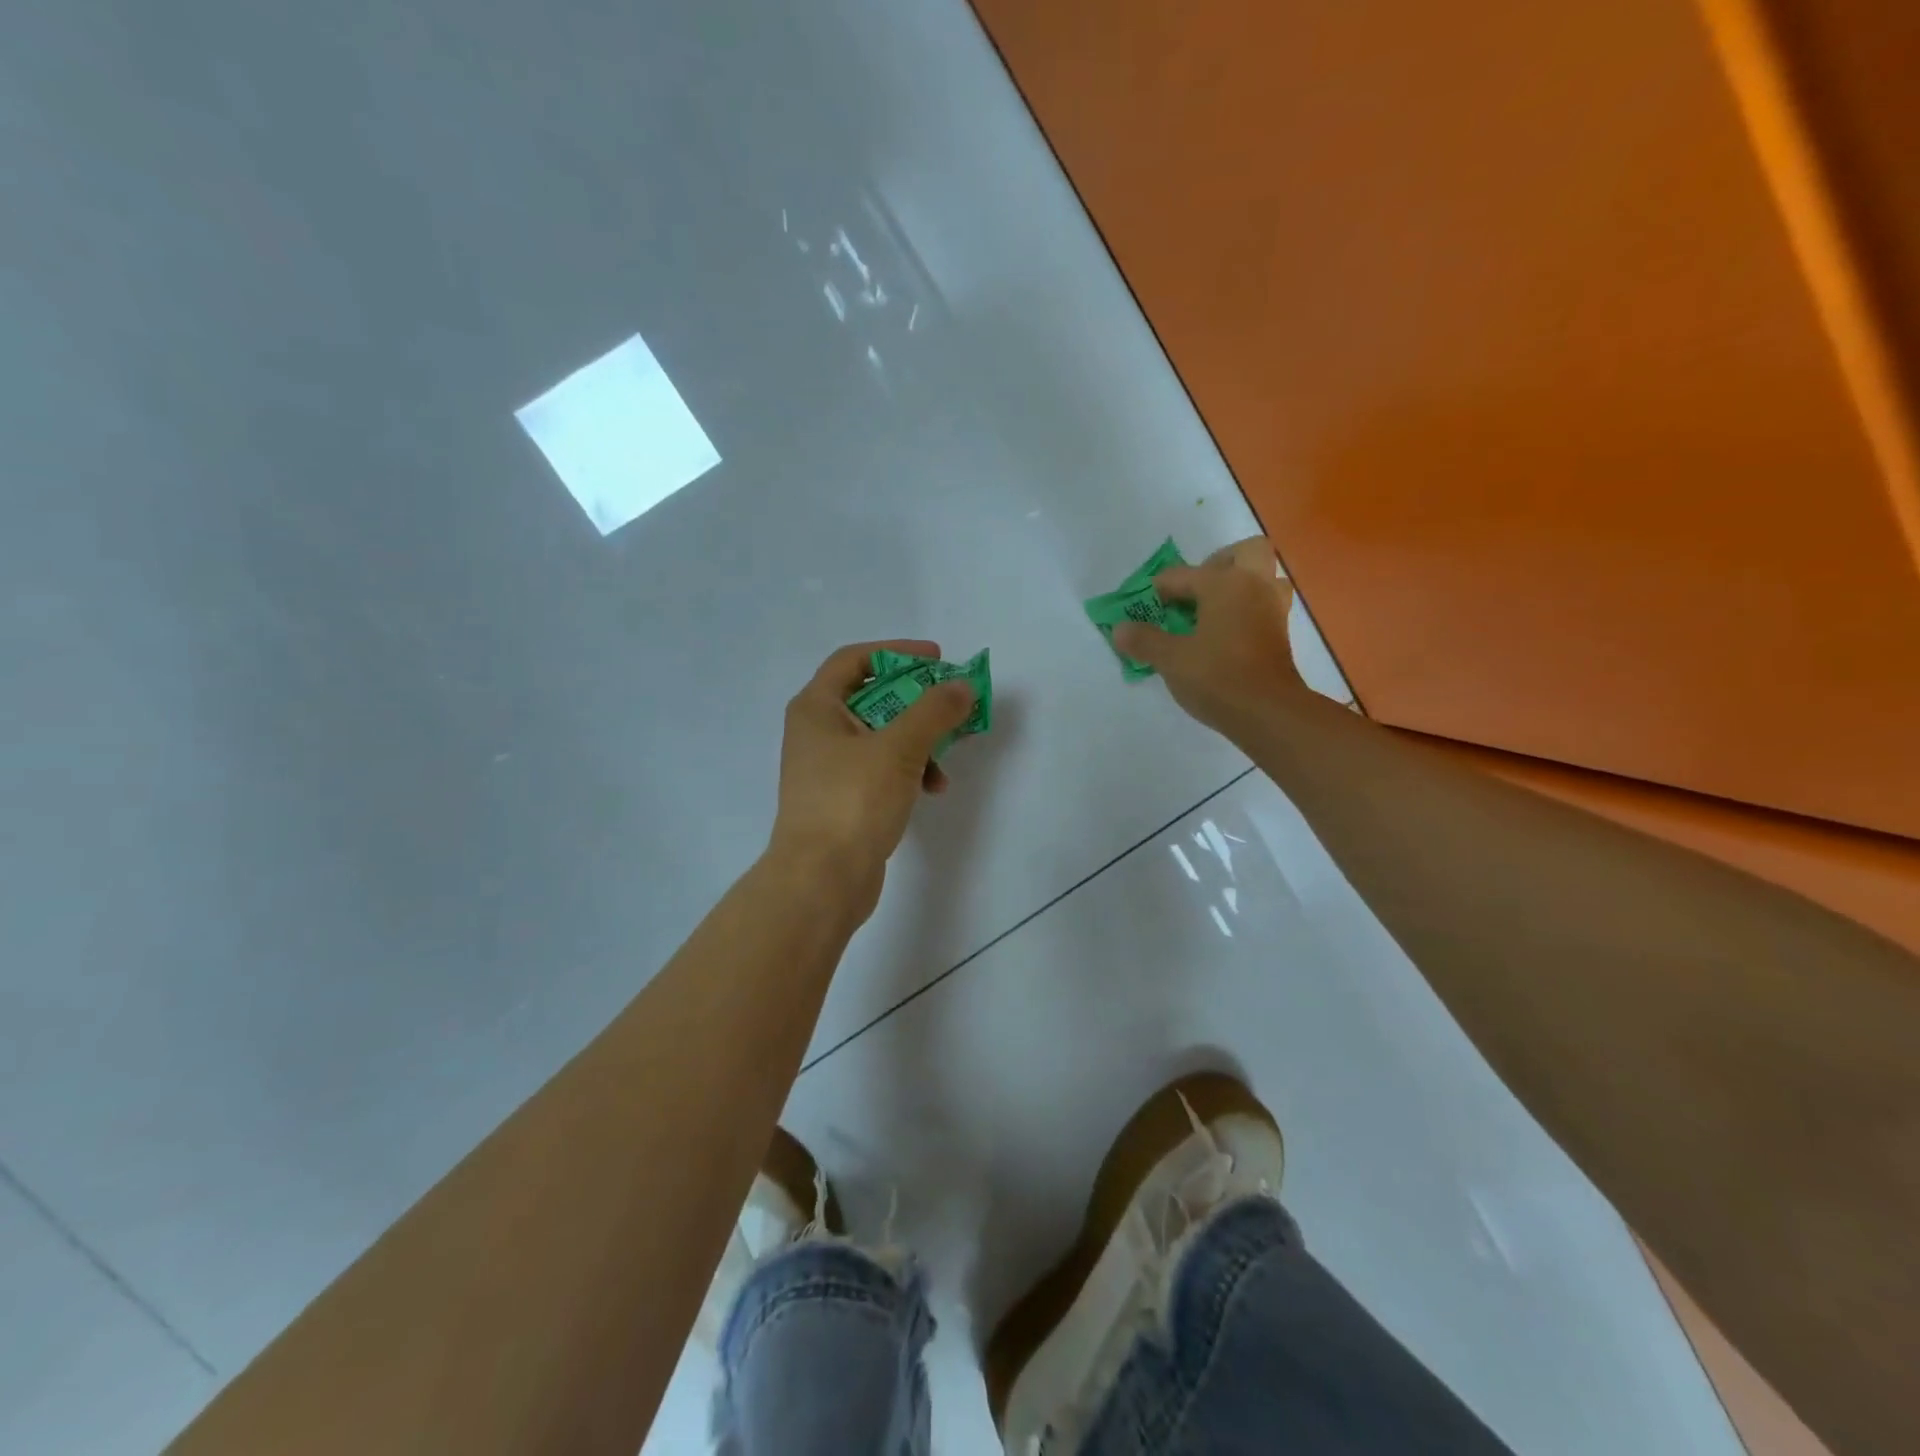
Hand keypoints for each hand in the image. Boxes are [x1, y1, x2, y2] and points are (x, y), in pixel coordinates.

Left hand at [766, 640, 975, 918]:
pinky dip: (908, 771)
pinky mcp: (843, 799)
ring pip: (882, 736)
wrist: (820, 881)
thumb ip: (934, 712)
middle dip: (917, 702)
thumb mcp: (899, 749)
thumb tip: (962, 687)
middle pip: (873, 697)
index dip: (898, 652)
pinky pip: (881, 769)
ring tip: (945, 761)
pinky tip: (932, 789)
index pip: (855, 659)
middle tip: (952, 706)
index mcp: (817, 707)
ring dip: (919, 741)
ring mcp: (828, 768)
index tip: (938, 660)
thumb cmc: (852, 802)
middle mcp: (817, 731)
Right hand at [1113, 537, 1308, 735]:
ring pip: (1263, 577)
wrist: (1267, 711)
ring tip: (1213, 609)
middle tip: (1195, 590)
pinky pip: (1265, 604)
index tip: (1145, 605)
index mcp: (1225, 583)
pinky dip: (1247, 609)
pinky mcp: (1280, 633)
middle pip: (1245, 553)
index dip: (1159, 589)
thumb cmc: (1216, 676)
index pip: (1183, 575)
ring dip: (1240, 584)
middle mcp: (1253, 585)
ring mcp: (1272, 608)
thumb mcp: (1170, 659)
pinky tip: (1226, 632)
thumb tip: (1119, 629)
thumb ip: (1144, 640)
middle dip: (1218, 564)